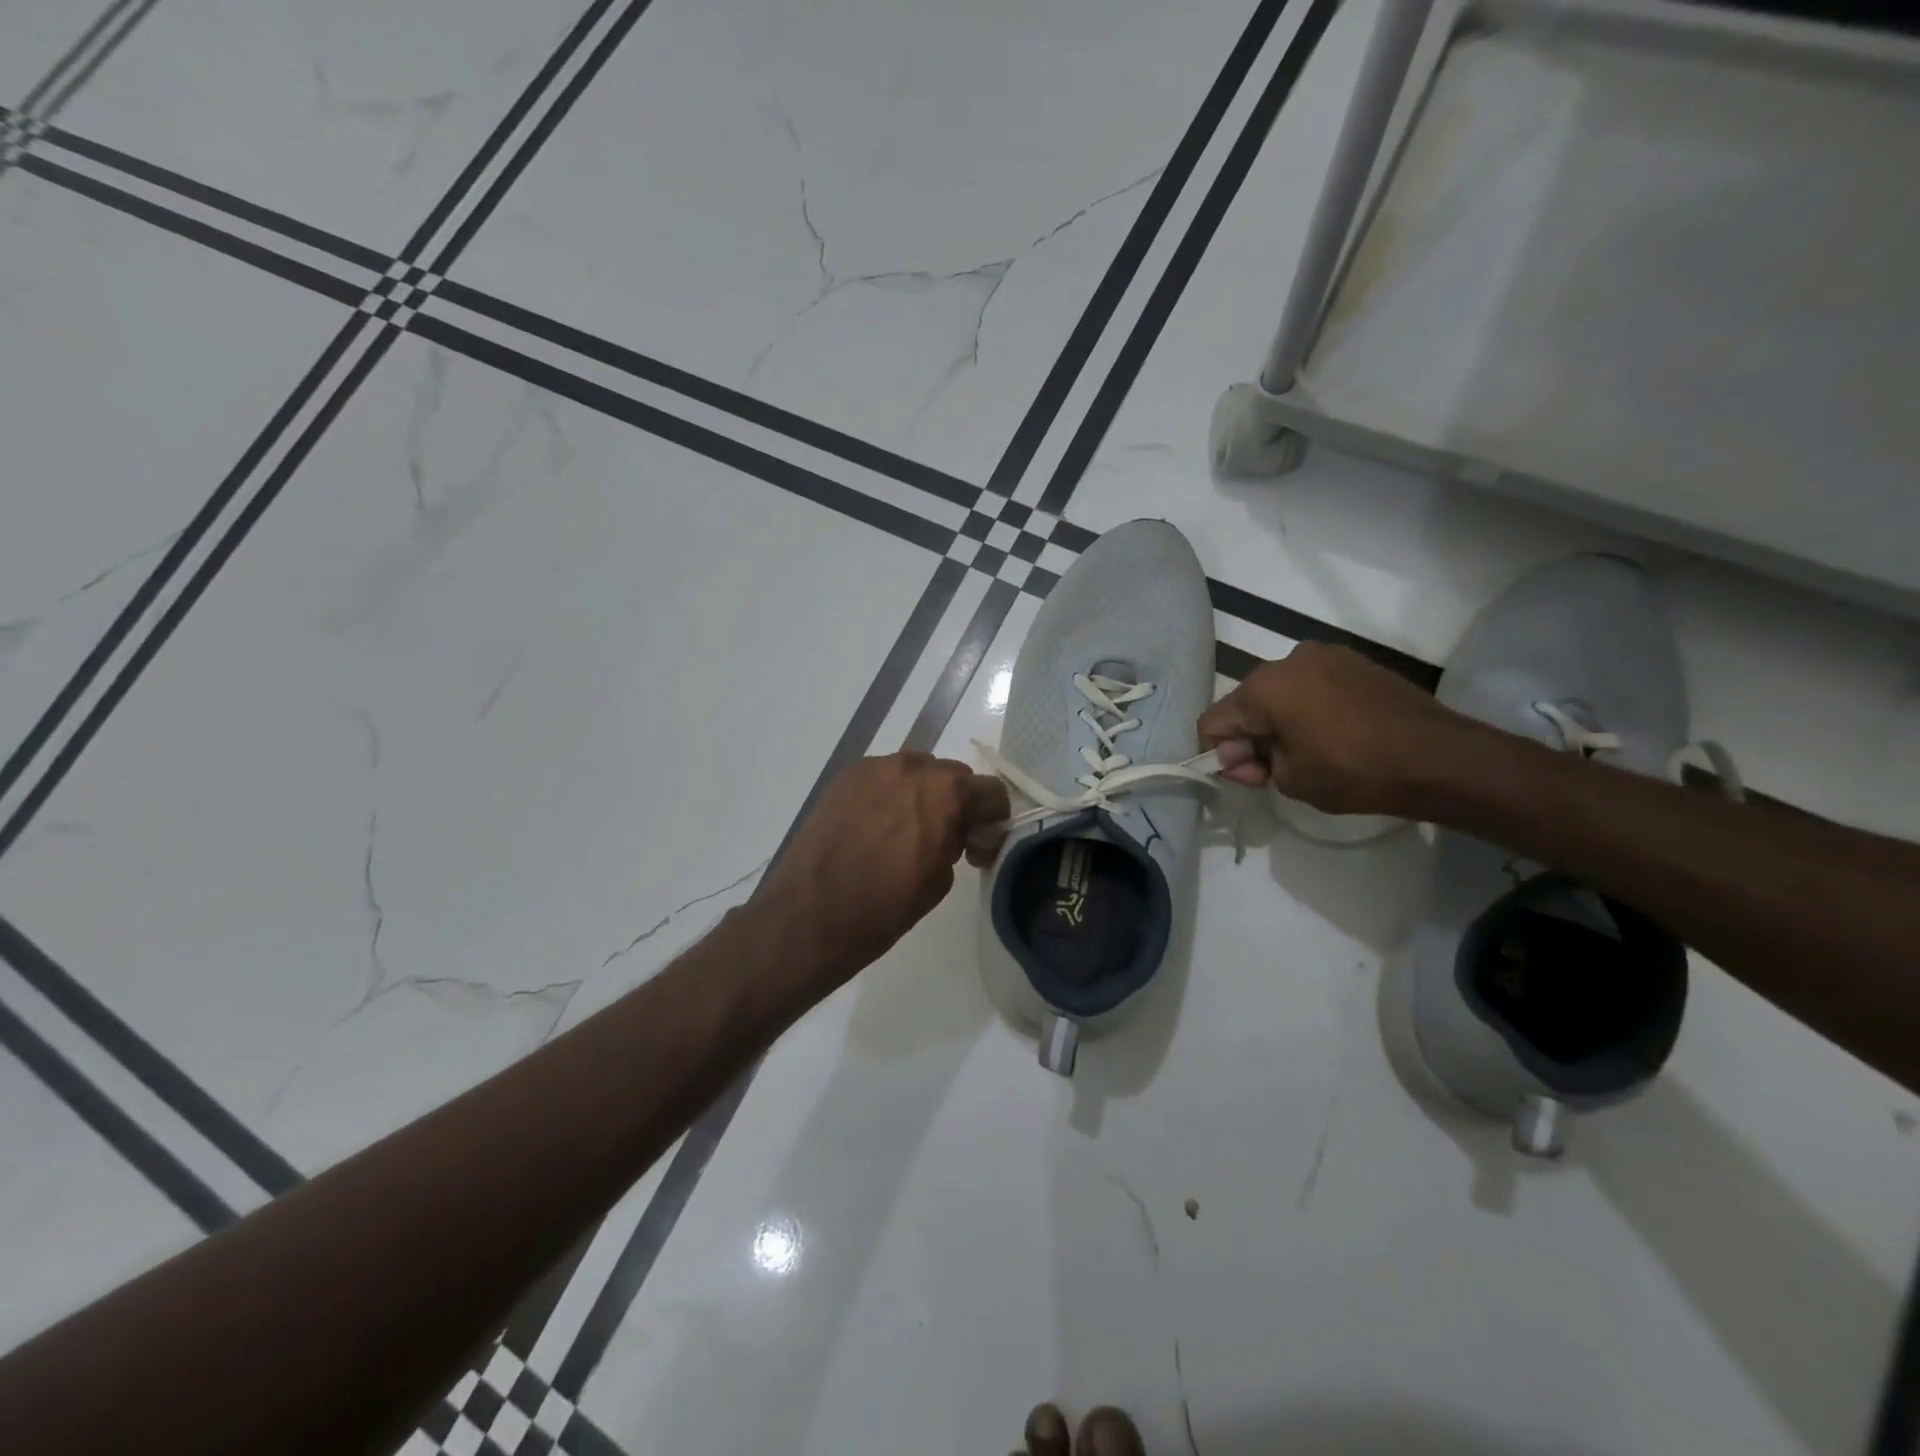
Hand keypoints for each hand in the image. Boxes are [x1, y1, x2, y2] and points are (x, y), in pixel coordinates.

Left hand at [754, 753, 1009, 977]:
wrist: (810, 915)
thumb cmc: (884, 907)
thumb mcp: (940, 880)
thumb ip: (958, 842)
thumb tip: (957, 832)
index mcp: (946, 792)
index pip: (991, 790)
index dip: (991, 819)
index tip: (977, 846)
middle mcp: (913, 767)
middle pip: (952, 775)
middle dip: (956, 804)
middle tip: (943, 840)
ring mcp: (874, 768)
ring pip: (915, 772)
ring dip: (921, 796)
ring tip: (903, 833)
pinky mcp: (845, 777)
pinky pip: (882, 778)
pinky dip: (888, 796)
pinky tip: (874, 828)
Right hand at [1197, 643, 1480, 816]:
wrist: (1440, 757)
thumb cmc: (1355, 771)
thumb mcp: (1290, 780)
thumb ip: (1253, 764)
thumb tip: (1247, 753)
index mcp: (1263, 687)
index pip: (1213, 721)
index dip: (1221, 755)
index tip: (1252, 777)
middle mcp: (1288, 660)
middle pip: (1246, 703)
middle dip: (1251, 737)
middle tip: (1276, 771)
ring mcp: (1325, 656)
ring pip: (1280, 693)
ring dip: (1281, 722)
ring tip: (1311, 752)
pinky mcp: (1355, 661)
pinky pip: (1312, 686)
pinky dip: (1310, 710)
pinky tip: (1336, 735)